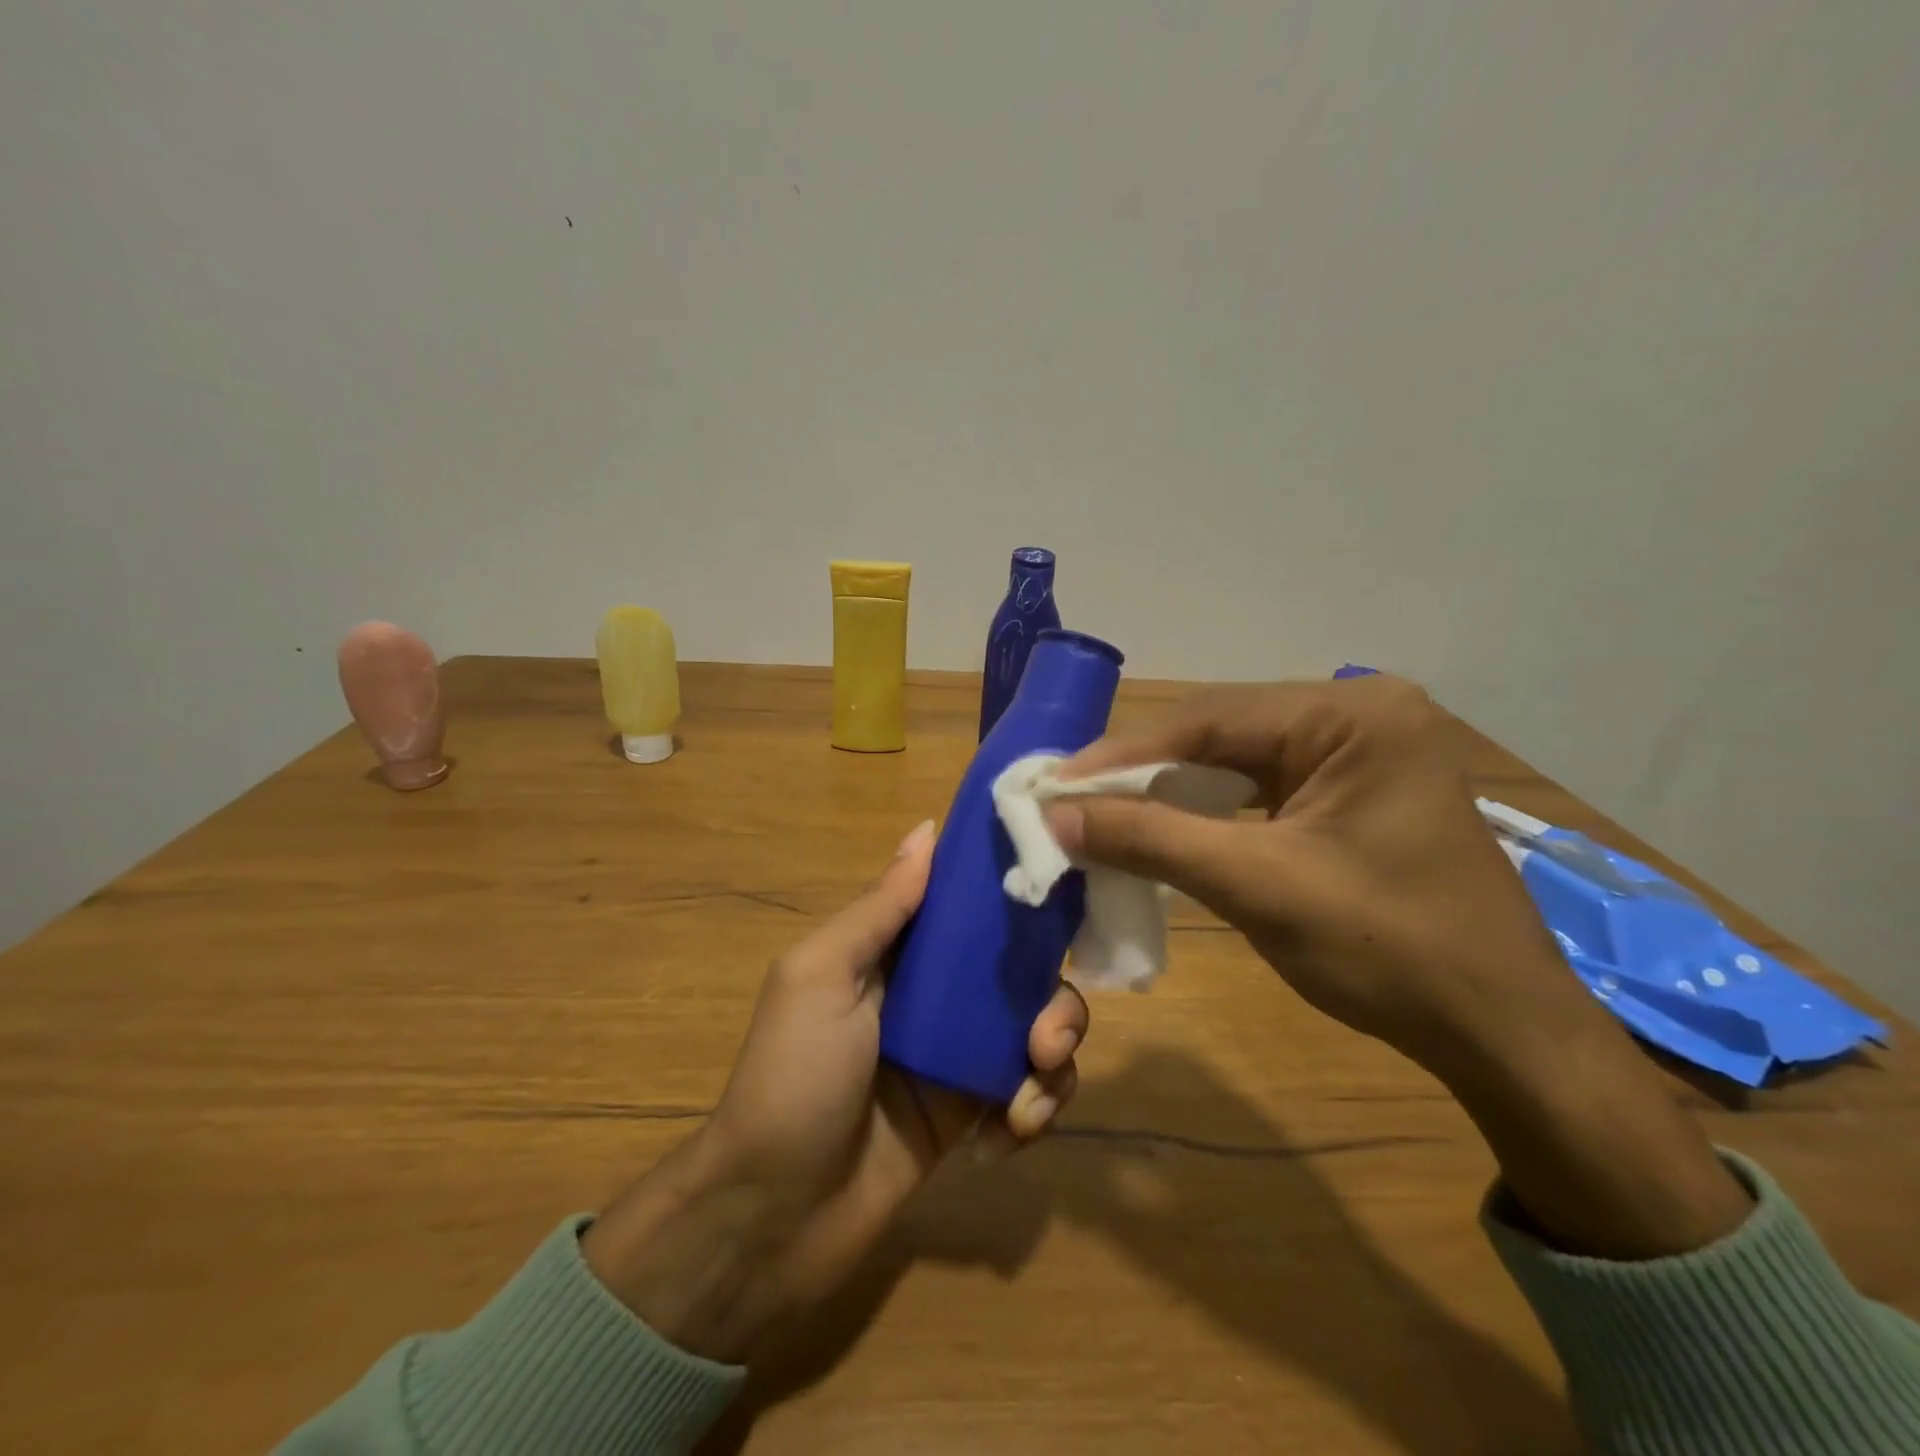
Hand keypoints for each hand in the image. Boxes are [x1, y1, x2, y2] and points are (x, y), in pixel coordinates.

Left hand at [582, 820, 1086, 1358]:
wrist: (773, 1217)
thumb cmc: (793, 1077)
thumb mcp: (821, 976)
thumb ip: (880, 908)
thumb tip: (927, 828)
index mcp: (897, 952)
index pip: (969, 907)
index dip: (1016, 899)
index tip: (1061, 904)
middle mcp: (934, 994)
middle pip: (1020, 972)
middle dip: (1051, 999)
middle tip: (1045, 1037)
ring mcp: (956, 1055)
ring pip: (1037, 1031)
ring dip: (1053, 1059)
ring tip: (1027, 1098)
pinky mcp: (971, 1114)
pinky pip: (1027, 1093)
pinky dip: (1033, 1109)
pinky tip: (1008, 1134)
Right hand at [1042, 675, 1564, 1071]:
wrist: (1501, 1033)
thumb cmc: (1389, 952)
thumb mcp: (1257, 886)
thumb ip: (1150, 840)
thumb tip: (1055, 817)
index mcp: (1351, 715)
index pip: (1208, 718)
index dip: (1121, 754)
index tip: (1053, 785)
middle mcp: (1356, 713)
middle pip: (1219, 733)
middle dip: (1141, 772)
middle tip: (1070, 801)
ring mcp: (1358, 750)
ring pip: (1233, 760)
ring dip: (1167, 791)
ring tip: (1101, 814)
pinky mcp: (1351, 789)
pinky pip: (1258, 786)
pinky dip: (1205, 810)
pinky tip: (1162, 827)